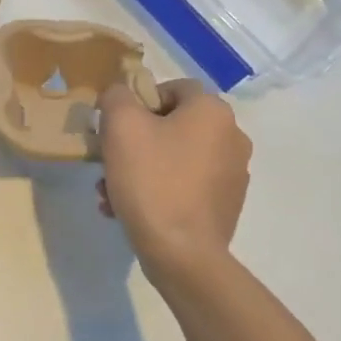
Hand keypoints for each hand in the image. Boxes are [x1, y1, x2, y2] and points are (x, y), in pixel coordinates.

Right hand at [98, 79, 252, 292]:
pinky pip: (184, 185)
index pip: (173, 87)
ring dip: (140, 168)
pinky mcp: (225, 205)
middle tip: (108, 160)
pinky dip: (158, 190)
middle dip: (135, 141)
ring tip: (110, 192)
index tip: (115, 125)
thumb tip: (120, 94)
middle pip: (172, 125)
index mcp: (213, 112)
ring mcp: (232, 174)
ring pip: (174, 157)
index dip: (140, 100)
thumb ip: (116, 96)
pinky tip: (129, 209)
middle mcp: (232, 137)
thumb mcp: (120, 125)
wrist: (181, 253)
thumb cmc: (151, 179)